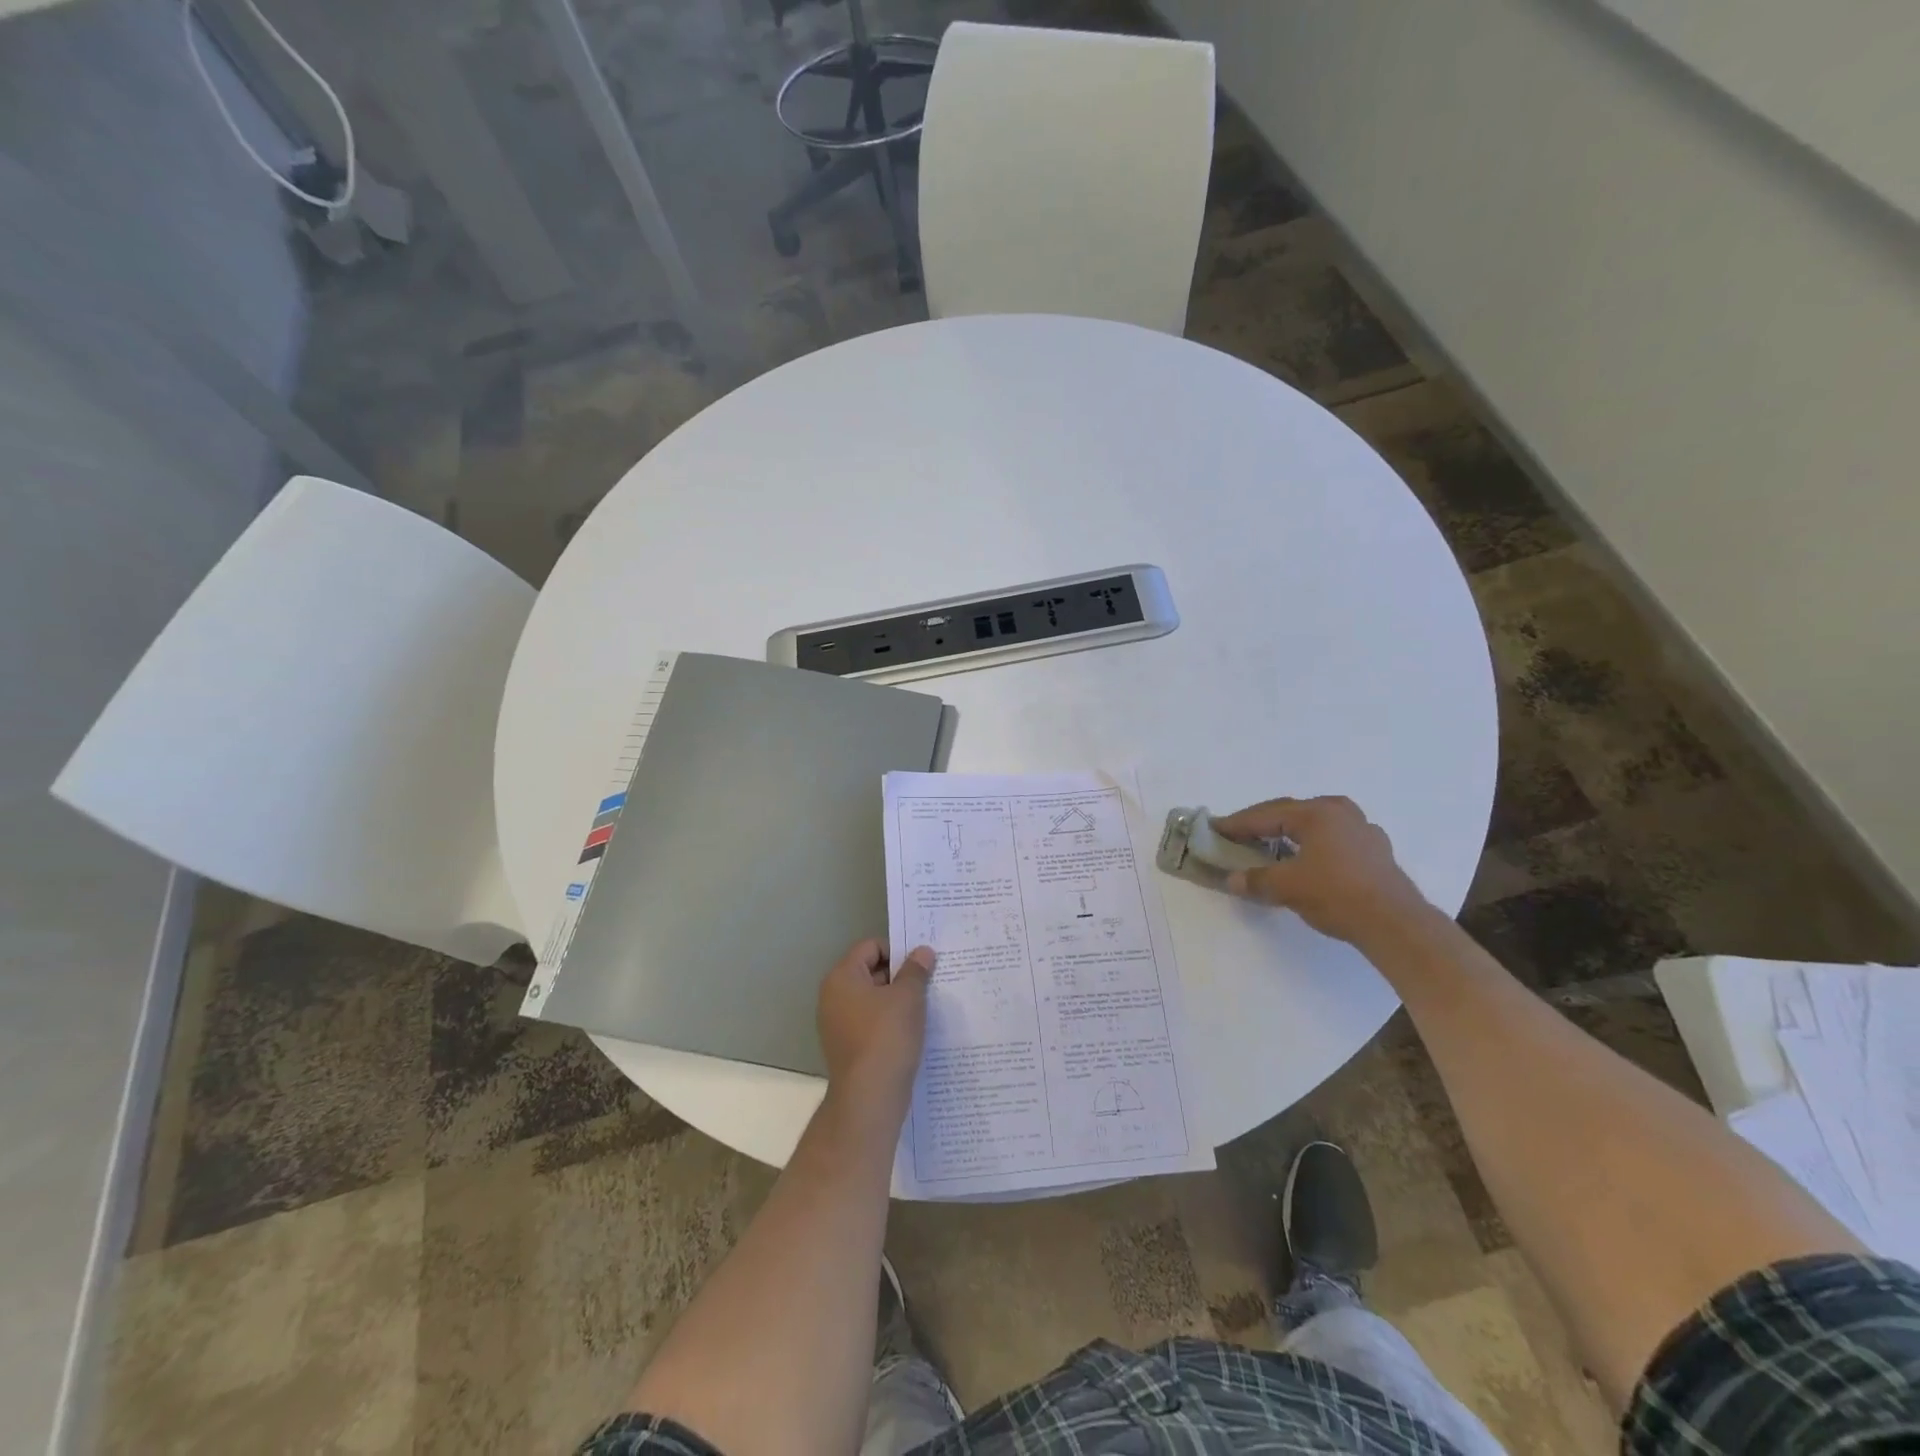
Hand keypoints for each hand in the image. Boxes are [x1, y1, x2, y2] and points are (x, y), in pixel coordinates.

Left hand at [816, 938, 934, 1102]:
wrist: (869, 1099)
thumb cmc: (887, 1037)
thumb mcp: (908, 997)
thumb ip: (916, 970)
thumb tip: (922, 952)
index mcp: (842, 977)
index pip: (871, 947)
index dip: (898, 950)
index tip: (922, 964)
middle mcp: (833, 997)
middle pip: (870, 971)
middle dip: (900, 975)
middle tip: (929, 982)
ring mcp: (838, 1025)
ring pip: (873, 1000)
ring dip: (898, 1000)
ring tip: (925, 1006)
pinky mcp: (848, 1048)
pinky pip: (871, 1023)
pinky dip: (890, 1023)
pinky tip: (913, 1031)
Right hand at [1212, 796, 1430, 945]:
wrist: (1395, 924)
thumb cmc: (1336, 895)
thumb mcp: (1286, 887)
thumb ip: (1255, 879)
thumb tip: (1232, 880)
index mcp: (1316, 813)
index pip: (1265, 815)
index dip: (1236, 823)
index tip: (1214, 828)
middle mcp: (1339, 811)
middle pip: (1289, 812)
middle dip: (1260, 823)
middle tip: (1236, 834)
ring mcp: (1362, 829)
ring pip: (1313, 822)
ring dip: (1287, 831)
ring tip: (1268, 843)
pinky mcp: (1375, 850)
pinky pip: (1332, 837)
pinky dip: (1311, 843)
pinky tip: (1306, 856)